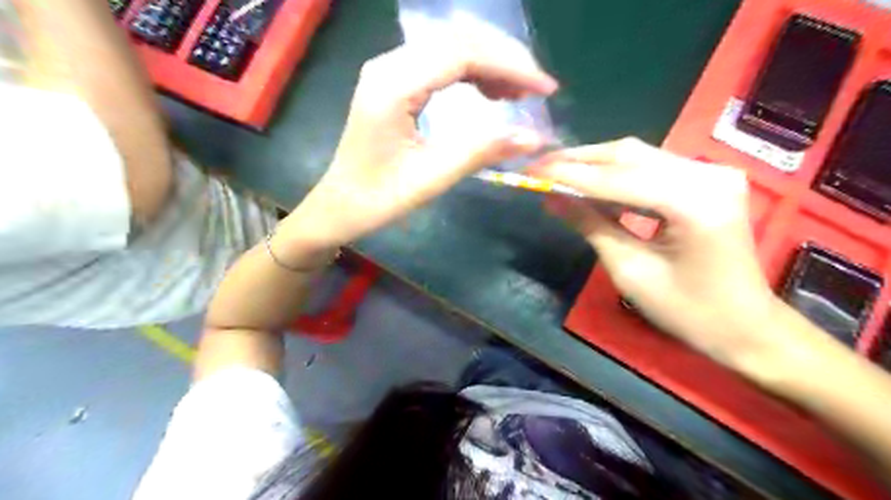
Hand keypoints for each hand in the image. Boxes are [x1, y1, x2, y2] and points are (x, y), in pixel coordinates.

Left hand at [278, 37, 553, 252]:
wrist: (340, 205)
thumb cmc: (379, 198)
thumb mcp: (432, 178)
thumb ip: (481, 152)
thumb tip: (535, 137)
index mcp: (393, 86)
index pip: (462, 54)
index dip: (510, 66)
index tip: (545, 89)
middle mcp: (389, 65)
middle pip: (459, 40)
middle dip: (505, 60)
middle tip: (537, 90)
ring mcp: (389, 70)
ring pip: (451, 47)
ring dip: (491, 64)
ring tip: (519, 94)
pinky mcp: (393, 81)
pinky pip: (440, 62)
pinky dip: (473, 72)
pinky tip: (491, 92)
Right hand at [532, 139, 780, 367]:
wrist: (746, 326)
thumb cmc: (687, 311)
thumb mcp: (629, 270)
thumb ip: (590, 225)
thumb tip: (551, 198)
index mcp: (692, 202)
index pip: (616, 179)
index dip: (569, 175)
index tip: (532, 170)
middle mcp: (707, 174)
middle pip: (628, 155)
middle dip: (579, 161)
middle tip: (540, 167)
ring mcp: (712, 173)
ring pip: (638, 156)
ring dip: (595, 164)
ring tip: (557, 173)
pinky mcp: (708, 179)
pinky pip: (652, 168)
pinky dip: (617, 174)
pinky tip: (591, 184)